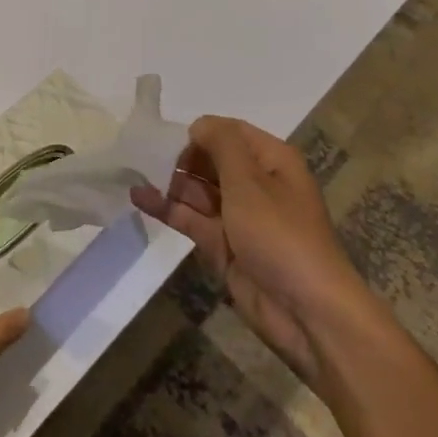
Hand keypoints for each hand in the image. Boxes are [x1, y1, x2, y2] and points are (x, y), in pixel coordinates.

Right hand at [132, 116, 367, 382]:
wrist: (305, 311)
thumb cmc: (280, 234)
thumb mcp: (250, 181)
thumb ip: (221, 145)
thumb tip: (198, 125)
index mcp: (272, 161)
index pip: (230, 132)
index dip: (201, 132)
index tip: (167, 138)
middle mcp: (256, 184)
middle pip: (212, 160)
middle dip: (180, 157)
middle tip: (142, 156)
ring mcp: (238, 217)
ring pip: (198, 190)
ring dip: (169, 182)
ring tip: (131, 172)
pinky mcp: (223, 245)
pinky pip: (191, 218)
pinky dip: (167, 208)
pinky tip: (138, 196)